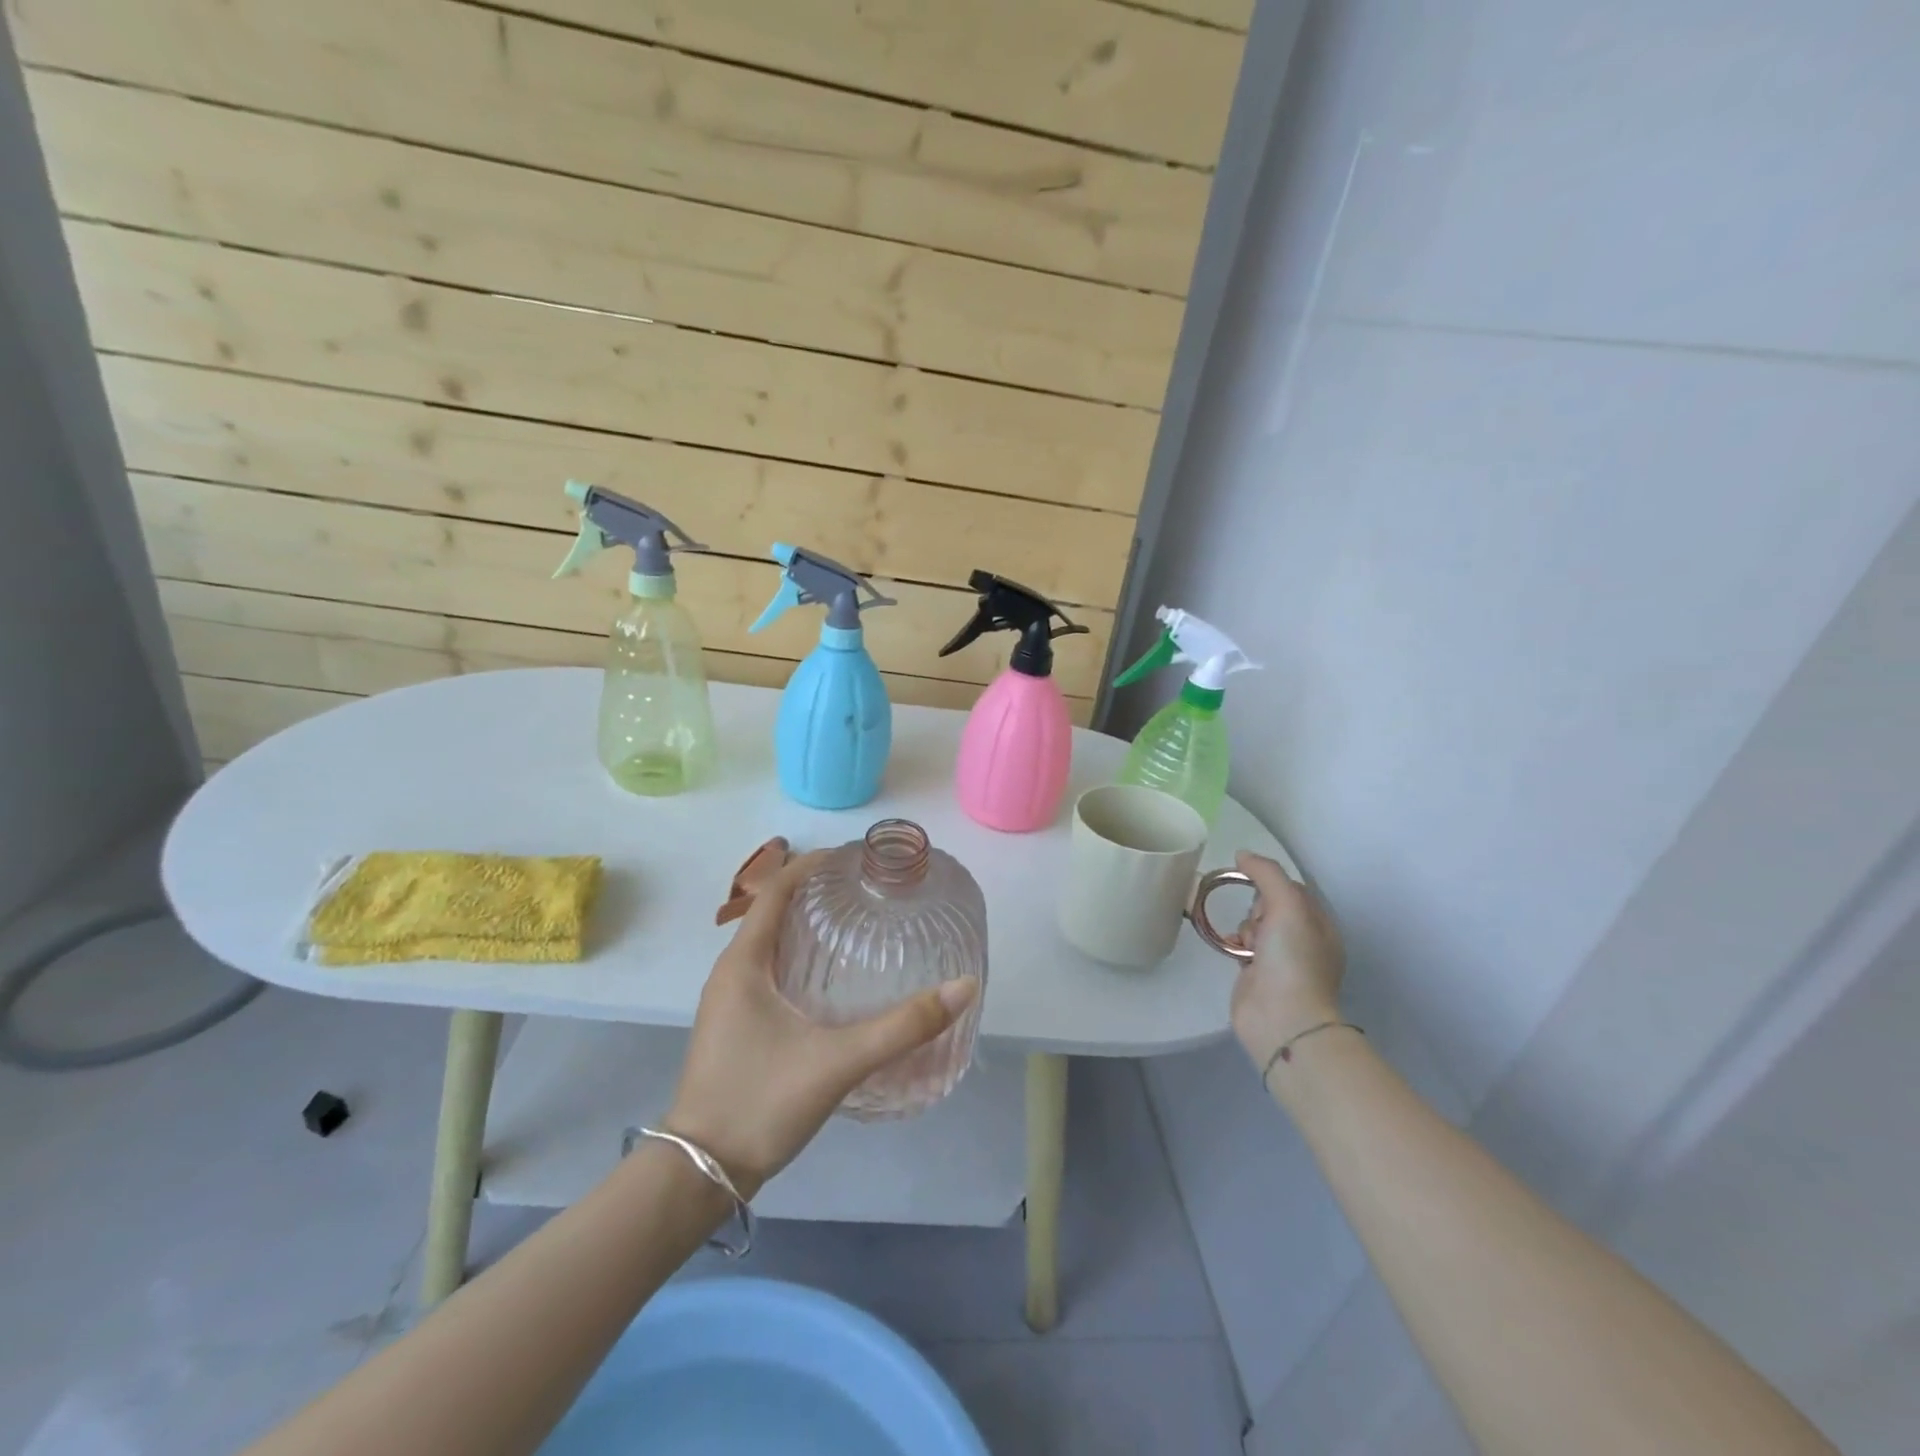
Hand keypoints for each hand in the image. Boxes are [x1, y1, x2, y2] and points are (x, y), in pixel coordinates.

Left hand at [665, 851, 979, 1199]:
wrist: (700, 1174)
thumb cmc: (760, 1103)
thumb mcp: (838, 1062)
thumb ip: (902, 1026)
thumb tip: (963, 987)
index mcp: (743, 964)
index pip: (775, 891)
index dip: (810, 864)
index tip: (852, 856)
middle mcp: (731, 973)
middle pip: (772, 911)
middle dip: (815, 892)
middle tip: (865, 888)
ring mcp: (729, 1001)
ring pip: (769, 944)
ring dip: (806, 925)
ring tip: (855, 922)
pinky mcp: (736, 1026)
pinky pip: (768, 971)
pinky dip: (799, 956)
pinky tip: (831, 978)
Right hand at [1228, 851, 1345, 1069]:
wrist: (1281, 1018)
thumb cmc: (1293, 959)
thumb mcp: (1288, 906)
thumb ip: (1267, 874)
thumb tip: (1242, 855)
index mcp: (1321, 925)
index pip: (1294, 888)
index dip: (1272, 882)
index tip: (1254, 885)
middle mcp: (1304, 941)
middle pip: (1272, 905)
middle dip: (1257, 906)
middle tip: (1258, 922)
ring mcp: (1281, 960)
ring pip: (1255, 925)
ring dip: (1246, 925)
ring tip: (1246, 940)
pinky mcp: (1257, 974)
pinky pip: (1242, 945)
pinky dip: (1234, 941)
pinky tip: (1231, 946)